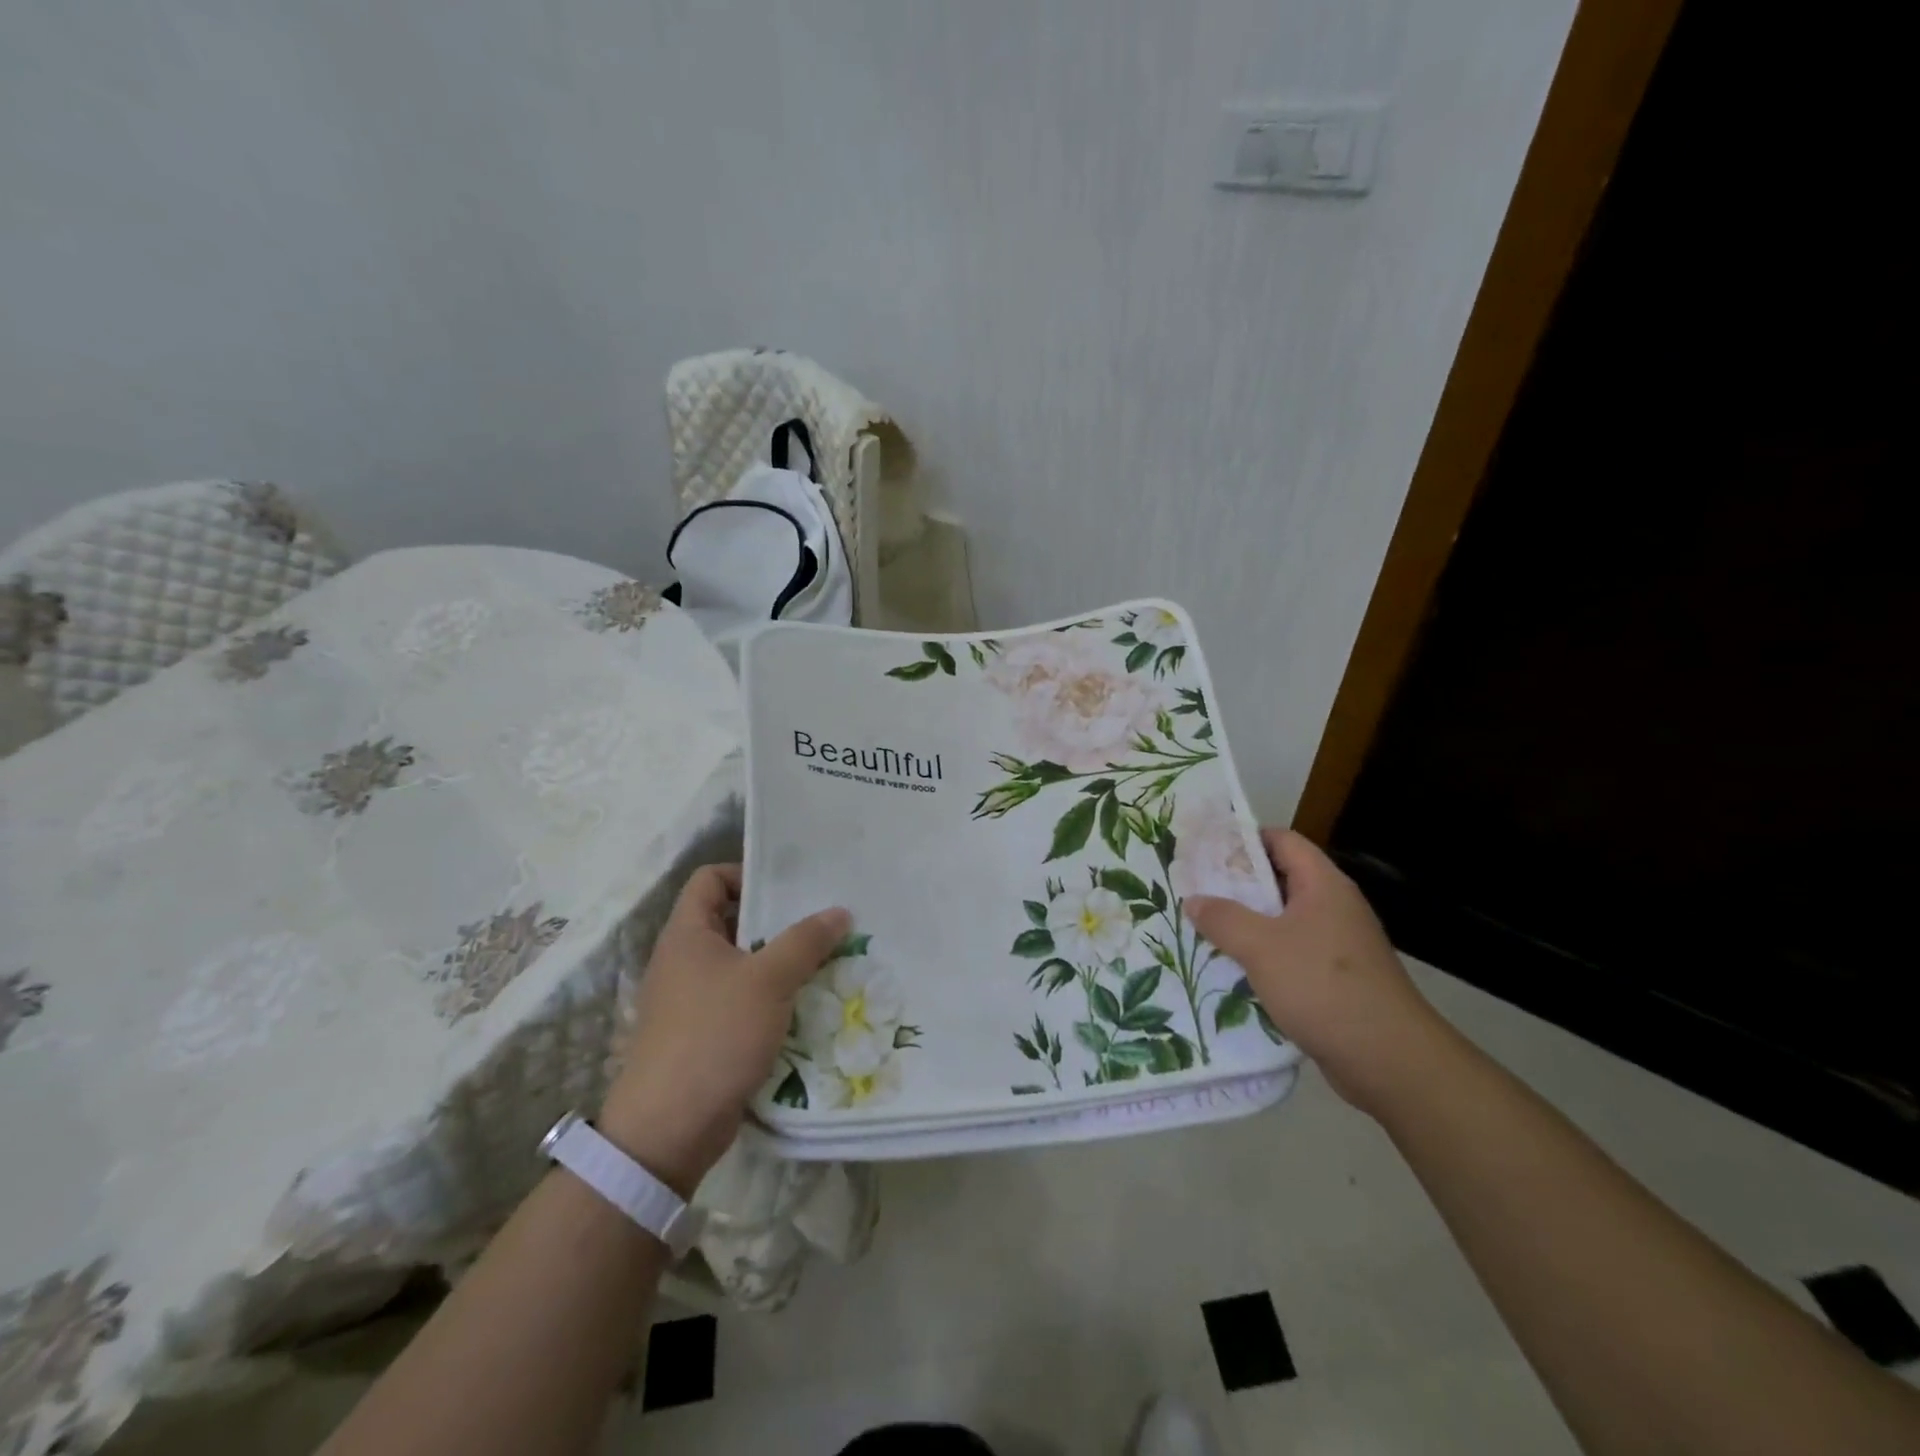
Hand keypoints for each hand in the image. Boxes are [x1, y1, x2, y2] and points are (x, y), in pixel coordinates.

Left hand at [598, 865, 848, 1195]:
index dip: (746, 874)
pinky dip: (768, 997)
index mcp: (686, 934)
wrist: (668, 1129)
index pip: (710, 879)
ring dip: (777, 962)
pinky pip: (739, 999)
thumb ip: (806, 941)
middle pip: (730, 920)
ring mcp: (689, 999)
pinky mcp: (700, 1034)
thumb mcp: (768, 980)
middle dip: (775, 921)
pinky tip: (802, 1005)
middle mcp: (683, 960)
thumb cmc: (714, 1036)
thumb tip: (839, 911)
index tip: (789, 889)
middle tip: (820, 925)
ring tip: (821, 963)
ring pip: (739, 963)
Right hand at [1187, 830, 1447, 1116]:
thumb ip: (1223, 919)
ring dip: (1248, 923)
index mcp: (1323, 885)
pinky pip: (1292, 953)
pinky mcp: (1338, 979)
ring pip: (1284, 920)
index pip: (1282, 841)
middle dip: (1237, 884)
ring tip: (1204, 927)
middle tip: (1195, 888)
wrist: (1389, 1059)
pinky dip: (1264, 955)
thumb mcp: (1261, 946)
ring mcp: (1339, 944)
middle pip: (1281, 879)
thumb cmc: (1323, 985)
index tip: (1205, 848)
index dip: (1244, 839)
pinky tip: (1234, 969)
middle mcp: (1334, 907)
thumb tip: (1193, 900)